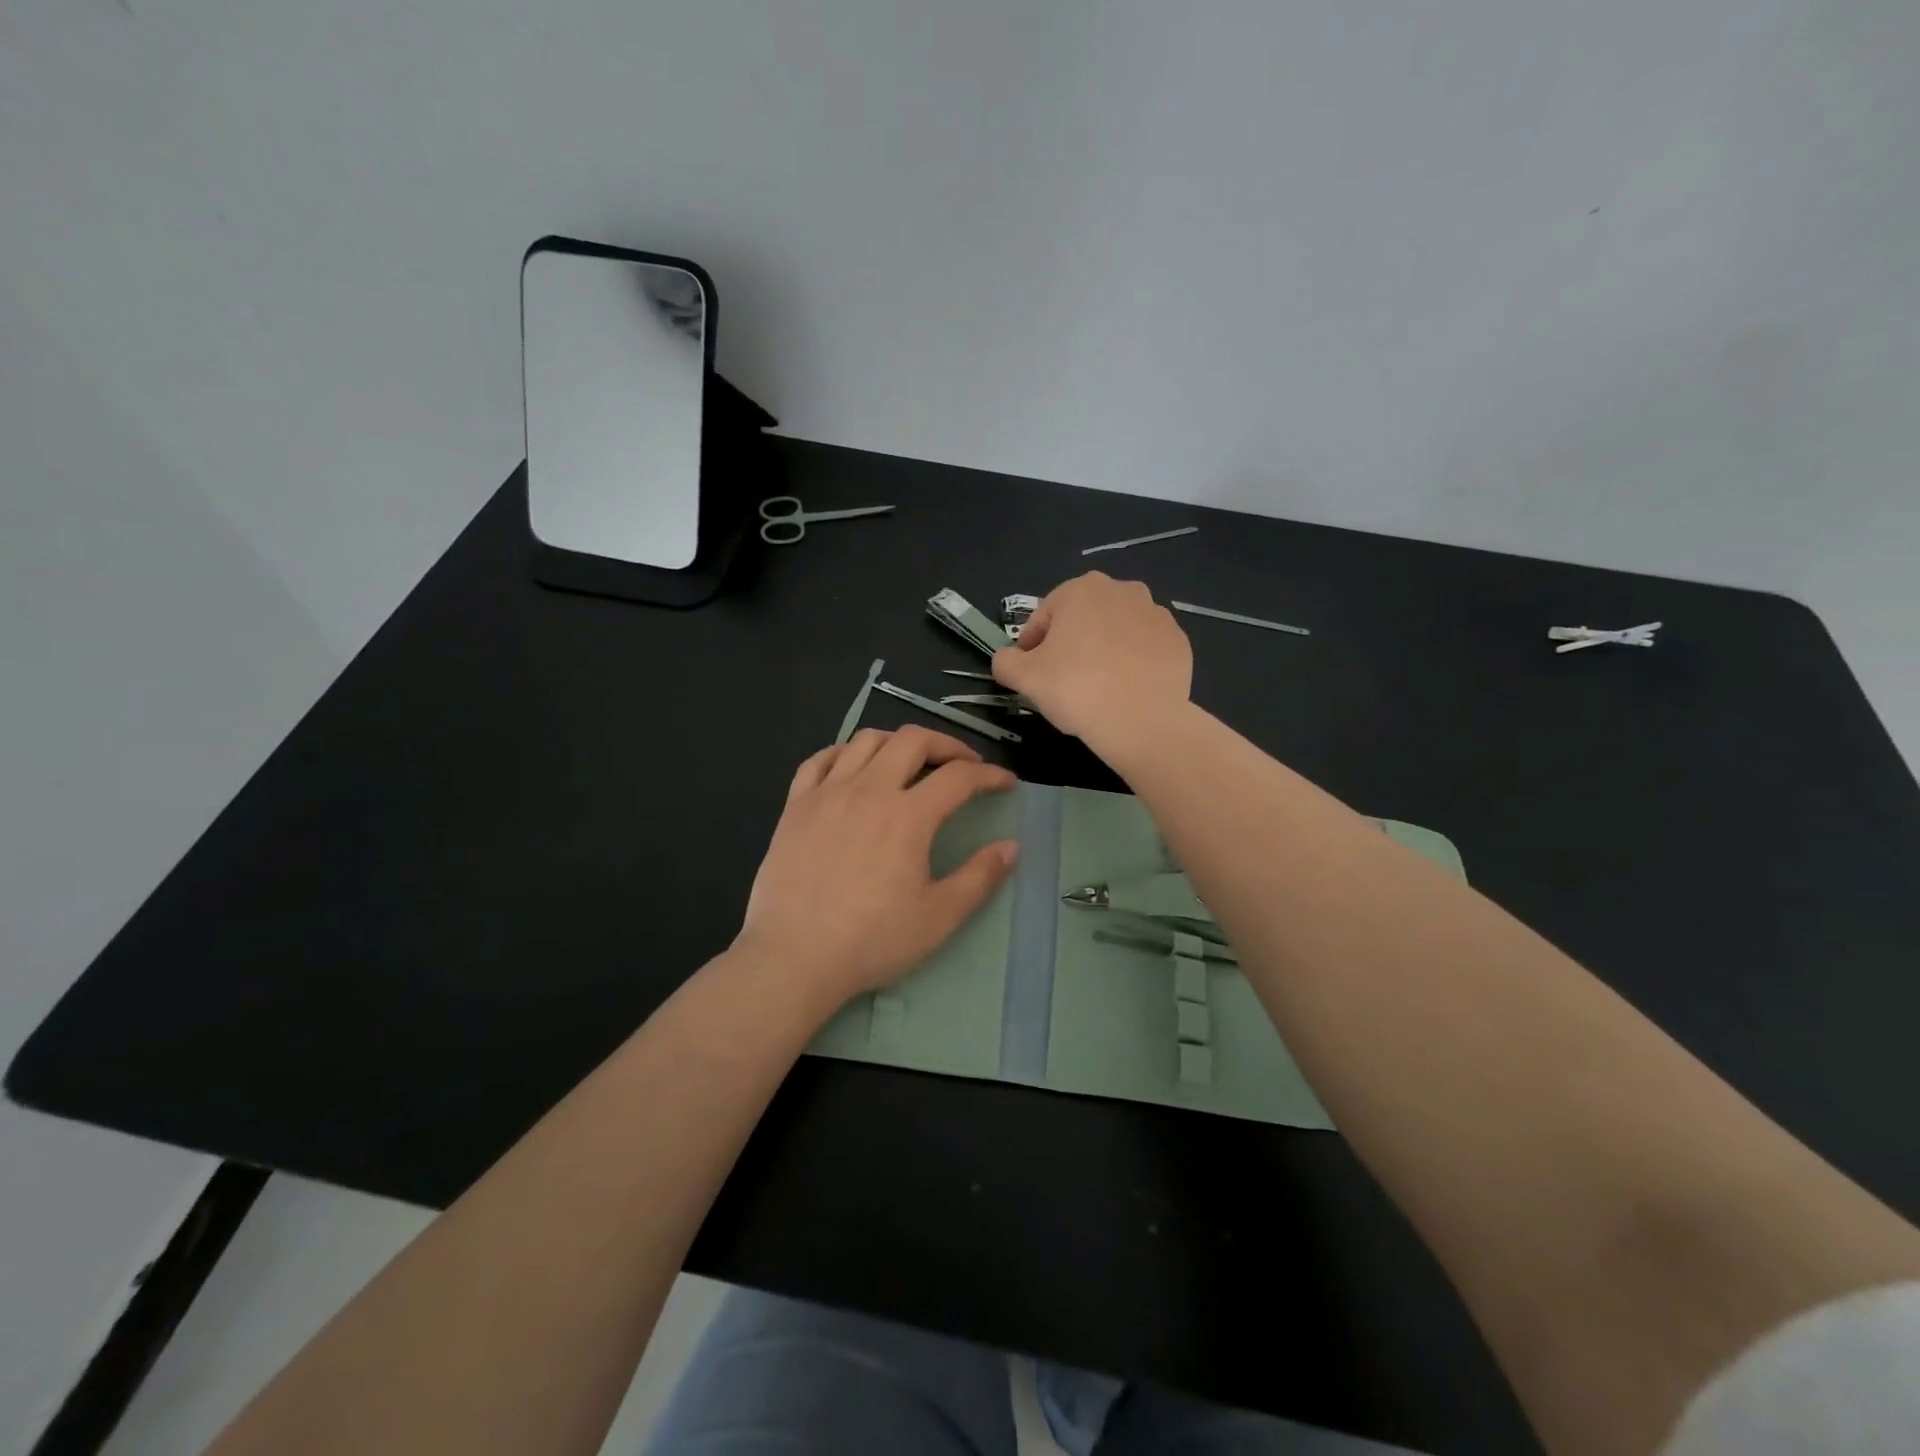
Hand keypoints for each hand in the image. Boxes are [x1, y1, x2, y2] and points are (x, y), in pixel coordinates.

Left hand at [737, 726, 1018, 1007]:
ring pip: (866, 740)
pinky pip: (820, 759)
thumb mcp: (938, 917)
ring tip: (910, 761)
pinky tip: (852, 768)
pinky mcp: (795, 806)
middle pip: (913, 741)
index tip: (1006, 783)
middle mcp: (868, 790)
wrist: (793, 957)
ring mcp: (827, 793)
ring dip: (897, 742)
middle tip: (963, 764)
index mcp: (908, 816)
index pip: (959, 777)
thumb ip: (979, 877)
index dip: (989, 774)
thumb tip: (1011, 847)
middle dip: (947, 744)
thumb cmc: (871, 940)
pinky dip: (844, 753)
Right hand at [991, 573, 1192, 745]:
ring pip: (1117, 631)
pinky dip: (1133, 663)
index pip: (1045, 615)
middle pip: (1084, 618)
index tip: (1029, 671)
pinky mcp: (1179, 642)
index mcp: (1082, 589)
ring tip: (1096, 685)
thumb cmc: (1075, 689)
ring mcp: (1157, 614)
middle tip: (1063, 678)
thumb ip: (1005, 661)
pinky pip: (1145, 649)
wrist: (1141, 720)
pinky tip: (1124, 690)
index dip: (1032, 644)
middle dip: (1071, 642)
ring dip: (1104, 649)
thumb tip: (1006, 659)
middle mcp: (1123, 590)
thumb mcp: (1022, 677)